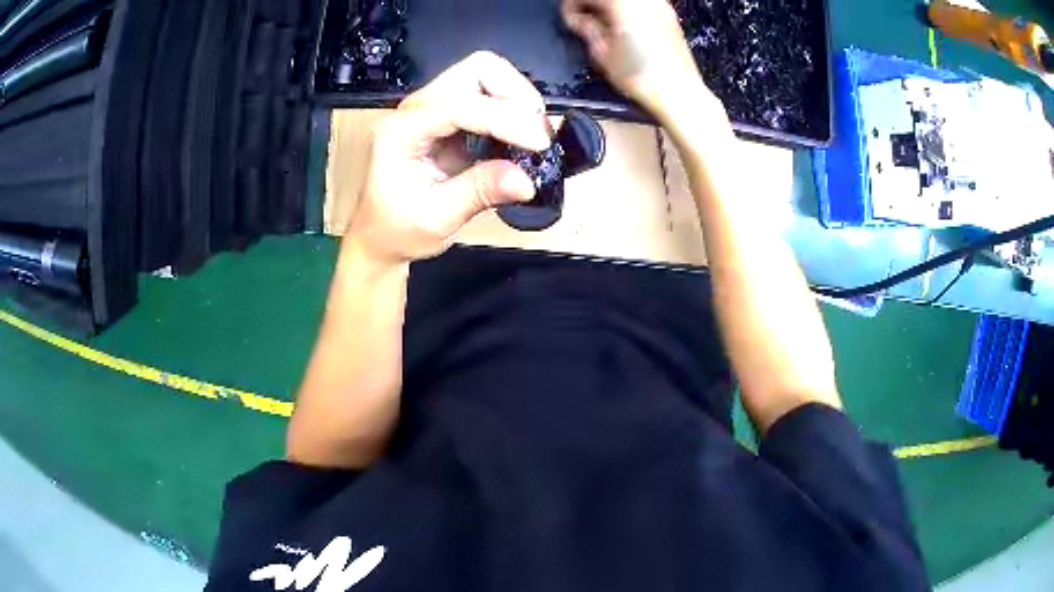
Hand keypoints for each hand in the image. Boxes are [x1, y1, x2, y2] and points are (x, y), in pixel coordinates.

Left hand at [349, 51, 551, 264]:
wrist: (379, 236)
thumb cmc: (397, 230)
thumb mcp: (436, 219)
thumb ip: (479, 193)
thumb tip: (528, 181)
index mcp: (401, 131)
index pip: (457, 105)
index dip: (503, 118)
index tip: (539, 143)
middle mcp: (416, 109)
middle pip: (474, 71)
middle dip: (514, 94)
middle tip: (536, 133)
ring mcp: (432, 107)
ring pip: (484, 74)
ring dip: (516, 97)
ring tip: (531, 135)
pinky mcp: (448, 114)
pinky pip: (486, 93)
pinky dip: (511, 108)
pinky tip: (519, 136)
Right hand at [561, 0, 709, 118]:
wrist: (678, 92)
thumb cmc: (646, 78)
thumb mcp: (602, 53)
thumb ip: (586, 28)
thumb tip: (579, 19)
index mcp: (622, 4)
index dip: (572, 6)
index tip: (570, 17)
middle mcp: (643, 2)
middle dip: (592, 6)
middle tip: (582, 20)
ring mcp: (659, 6)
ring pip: (624, 1)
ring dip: (609, 8)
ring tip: (602, 25)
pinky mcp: (668, 16)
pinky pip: (640, 6)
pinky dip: (626, 11)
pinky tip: (621, 27)